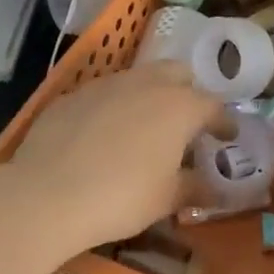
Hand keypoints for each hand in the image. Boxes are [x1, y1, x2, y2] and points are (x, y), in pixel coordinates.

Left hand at [7, 61, 219, 255]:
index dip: (223, 122)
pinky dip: (114, 107)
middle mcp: (148, 84)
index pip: (214, 106)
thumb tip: (217, 189)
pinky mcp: (74, 94)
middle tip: (186, 122)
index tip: (228, 136)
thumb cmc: (121, 197)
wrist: (46, 194)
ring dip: (150, 95)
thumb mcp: (166, 199)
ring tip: (145, 126)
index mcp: (180, 106)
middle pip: (179, 74)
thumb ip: (196, 188)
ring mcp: (108, 84)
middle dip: (188, 92)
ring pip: (140, 77)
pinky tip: (103, 134)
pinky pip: (104, 93)